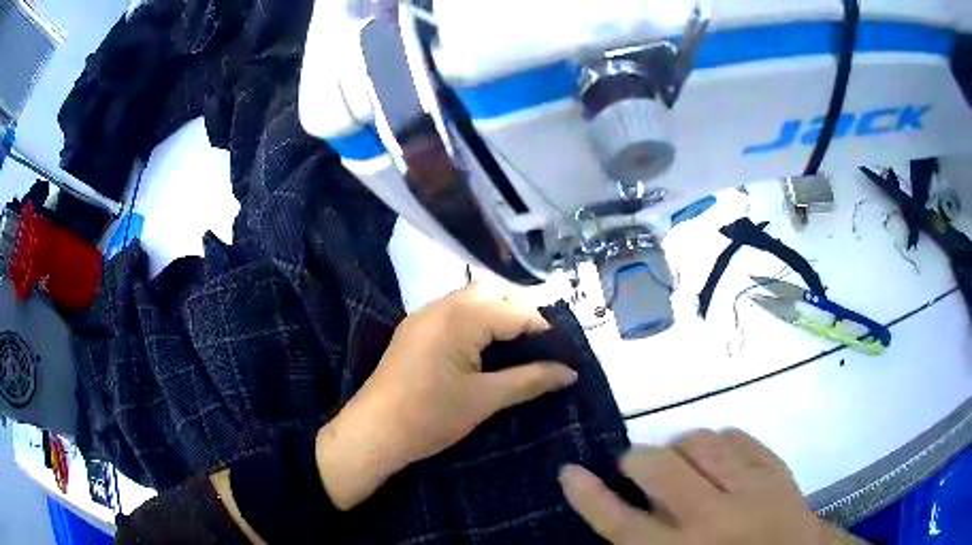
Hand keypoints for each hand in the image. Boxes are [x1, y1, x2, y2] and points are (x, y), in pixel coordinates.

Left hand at [317, 284, 577, 509]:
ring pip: (471, 299)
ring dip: (498, 314)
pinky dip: (477, 321)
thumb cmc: (430, 417)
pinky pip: (454, 312)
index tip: (563, 353)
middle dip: (520, 312)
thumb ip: (530, 381)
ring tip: (518, 346)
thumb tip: (570, 373)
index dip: (543, 329)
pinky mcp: (414, 329)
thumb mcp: (485, 400)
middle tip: (539, 346)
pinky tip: (485, 347)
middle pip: (492, 292)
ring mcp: (423, 316)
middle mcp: (440, 306)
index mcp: (459, 319)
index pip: (514, 311)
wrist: (373, 433)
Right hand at [560, 430, 856, 543]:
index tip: (569, 471)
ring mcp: (750, 489)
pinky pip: (738, 437)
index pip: (621, 523)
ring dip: (680, 447)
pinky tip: (719, 457)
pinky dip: (720, 442)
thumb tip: (626, 517)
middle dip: (636, 460)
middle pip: (658, 470)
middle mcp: (712, 519)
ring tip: (681, 461)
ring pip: (699, 442)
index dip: (589, 496)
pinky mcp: (776, 469)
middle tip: (634, 466)